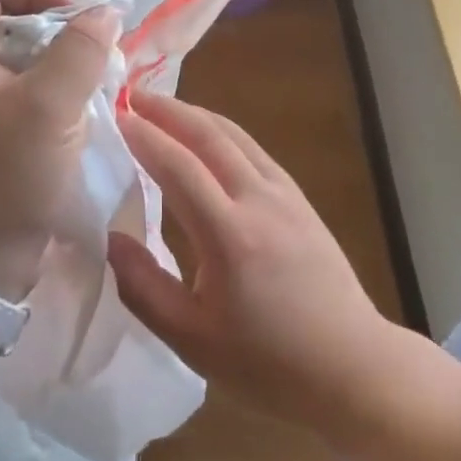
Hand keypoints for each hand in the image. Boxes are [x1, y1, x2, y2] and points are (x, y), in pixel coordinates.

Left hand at [0, 0, 120, 300]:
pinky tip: (84, 114)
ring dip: (63, 65)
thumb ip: (80, 50)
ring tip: (96, 85)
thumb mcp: (49, 106)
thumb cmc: (6, 177)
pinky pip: (27, 92)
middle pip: (9, 21)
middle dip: (58, 30)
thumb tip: (105, 13)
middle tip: (96, 53)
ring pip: (24, 59)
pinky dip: (58, 94)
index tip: (77, 18)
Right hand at [108, 93, 398, 435]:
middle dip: (167, 110)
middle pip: (208, 135)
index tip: (114, 116)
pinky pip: (252, 148)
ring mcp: (285, 193)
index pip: (178, 167)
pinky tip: (205, 136)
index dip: (143, 137)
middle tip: (131, 95)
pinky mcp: (298, 196)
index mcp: (230, 236)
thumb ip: (143, 286)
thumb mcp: (191, 339)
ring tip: (160, 107)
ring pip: (233, 135)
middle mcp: (259, 200)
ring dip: (193, 114)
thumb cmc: (267, 362)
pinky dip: (220, 131)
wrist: (350, 365)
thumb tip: (109, 237)